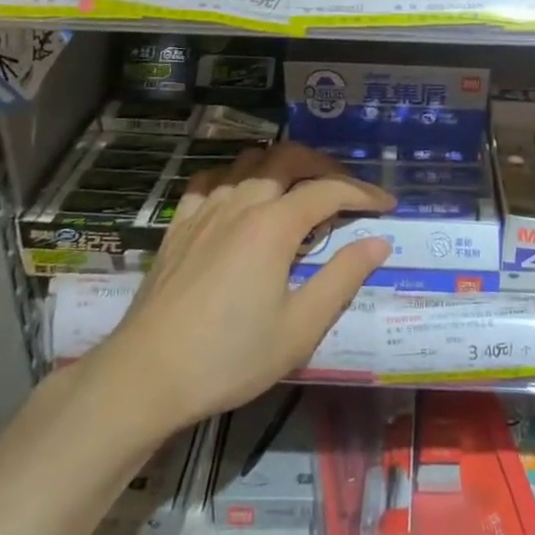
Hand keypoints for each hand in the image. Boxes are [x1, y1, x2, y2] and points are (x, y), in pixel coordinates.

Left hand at [98, 143, 394, 432]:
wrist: (146, 376)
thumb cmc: (229, 357)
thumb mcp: (300, 328)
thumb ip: (342, 278)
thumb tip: (378, 242)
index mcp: (273, 225)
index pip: (328, 191)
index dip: (362, 193)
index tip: (388, 205)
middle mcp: (240, 203)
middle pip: (288, 158)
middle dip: (325, 165)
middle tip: (347, 189)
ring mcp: (205, 210)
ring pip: (248, 161)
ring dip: (281, 164)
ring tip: (300, 188)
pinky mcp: (178, 224)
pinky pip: (211, 180)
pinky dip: (236, 176)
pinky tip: (241, 196)